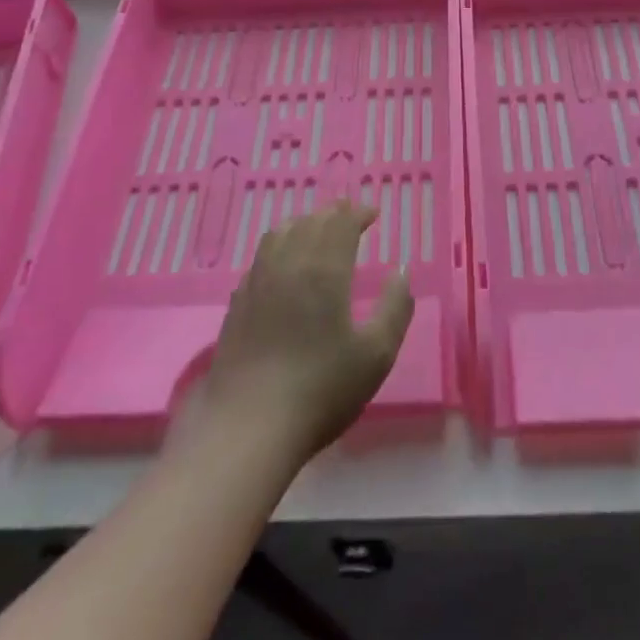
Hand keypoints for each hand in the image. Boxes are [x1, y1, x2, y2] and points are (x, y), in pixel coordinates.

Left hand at [199, 201, 413, 464]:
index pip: (341, 224)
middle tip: (350, 217)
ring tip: (317, 230)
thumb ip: (395, 308)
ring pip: (280, 233)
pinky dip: (279, 244)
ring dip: (303, 223)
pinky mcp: (237, 302)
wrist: (247, 426)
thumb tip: (402, 270)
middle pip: (310, 222)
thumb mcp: (376, 355)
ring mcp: (257, 281)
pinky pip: (261, 256)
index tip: (374, 214)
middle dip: (333, 214)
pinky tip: (283, 263)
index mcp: (324, 270)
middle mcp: (288, 264)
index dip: (358, 214)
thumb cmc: (321, 390)